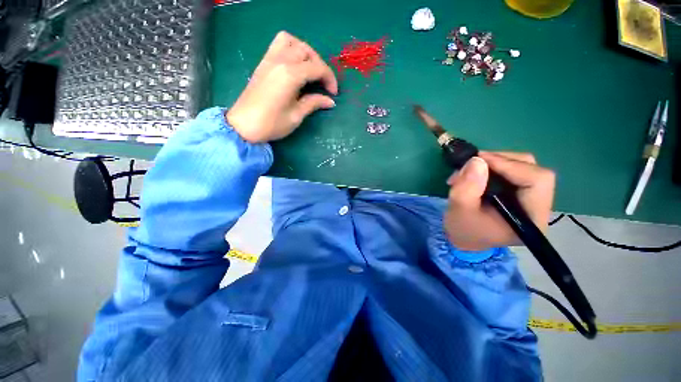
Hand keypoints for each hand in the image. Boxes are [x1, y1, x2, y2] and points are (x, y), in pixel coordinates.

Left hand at [226, 31, 338, 142]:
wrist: (243, 125)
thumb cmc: (272, 124)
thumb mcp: (296, 116)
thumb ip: (313, 103)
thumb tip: (330, 101)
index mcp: (290, 75)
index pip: (317, 68)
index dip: (329, 79)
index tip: (333, 94)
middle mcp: (280, 61)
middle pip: (307, 51)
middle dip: (320, 65)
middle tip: (324, 84)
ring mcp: (269, 59)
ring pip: (292, 41)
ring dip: (305, 52)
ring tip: (310, 70)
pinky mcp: (263, 63)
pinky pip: (279, 44)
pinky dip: (291, 48)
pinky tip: (295, 65)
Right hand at [444, 152, 554, 250]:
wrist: (464, 239)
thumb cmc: (463, 229)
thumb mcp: (459, 209)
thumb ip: (467, 187)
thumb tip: (477, 160)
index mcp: (531, 218)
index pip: (537, 180)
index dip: (509, 165)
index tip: (478, 160)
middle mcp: (539, 206)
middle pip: (532, 169)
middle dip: (499, 161)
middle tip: (471, 163)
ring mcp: (531, 198)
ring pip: (522, 166)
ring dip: (493, 163)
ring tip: (468, 170)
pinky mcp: (521, 193)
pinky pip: (513, 170)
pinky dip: (492, 167)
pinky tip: (474, 174)